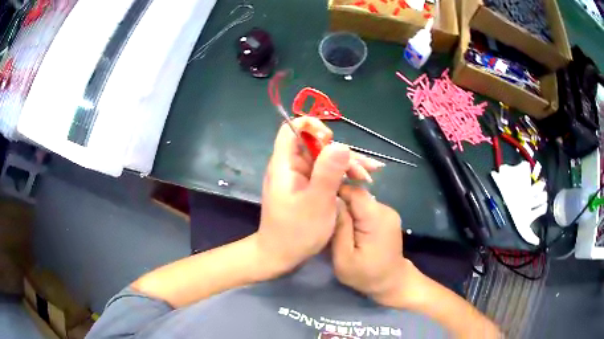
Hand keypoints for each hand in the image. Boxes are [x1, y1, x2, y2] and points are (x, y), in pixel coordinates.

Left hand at [256, 117, 383, 277]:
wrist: (281, 256)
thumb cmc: (296, 232)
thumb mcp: (316, 202)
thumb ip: (328, 172)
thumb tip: (341, 143)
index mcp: (285, 164)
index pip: (292, 129)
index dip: (312, 127)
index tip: (332, 140)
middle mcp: (291, 166)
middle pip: (316, 145)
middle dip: (342, 153)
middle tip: (366, 171)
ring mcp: (300, 177)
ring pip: (325, 159)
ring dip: (348, 164)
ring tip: (371, 175)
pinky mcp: (308, 188)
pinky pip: (326, 173)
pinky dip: (343, 175)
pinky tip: (362, 180)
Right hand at [332, 185, 421, 307]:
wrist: (391, 282)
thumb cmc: (365, 275)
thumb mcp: (344, 258)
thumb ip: (339, 229)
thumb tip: (332, 201)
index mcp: (376, 218)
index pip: (353, 192)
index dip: (335, 191)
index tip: (318, 200)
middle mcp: (385, 209)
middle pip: (357, 195)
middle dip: (339, 201)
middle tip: (322, 214)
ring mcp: (388, 212)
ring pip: (360, 201)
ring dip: (346, 209)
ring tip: (333, 221)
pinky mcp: (386, 216)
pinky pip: (366, 208)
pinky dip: (354, 214)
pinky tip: (347, 226)